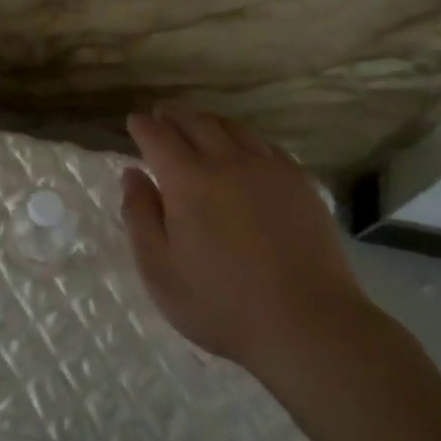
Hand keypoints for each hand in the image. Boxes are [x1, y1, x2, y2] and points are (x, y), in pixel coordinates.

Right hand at [121, 106, 372, 377]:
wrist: (307, 324)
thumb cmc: (220, 303)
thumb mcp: (160, 269)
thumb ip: (140, 216)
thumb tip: (132, 174)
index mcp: (188, 179)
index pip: (158, 136)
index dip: (142, 126)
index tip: (134, 122)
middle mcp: (228, 161)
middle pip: (196, 122)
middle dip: (174, 116)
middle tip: (162, 117)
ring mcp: (269, 169)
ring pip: (233, 128)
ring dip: (208, 122)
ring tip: (198, 128)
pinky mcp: (299, 183)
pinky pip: (265, 145)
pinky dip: (243, 139)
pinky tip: (243, 152)